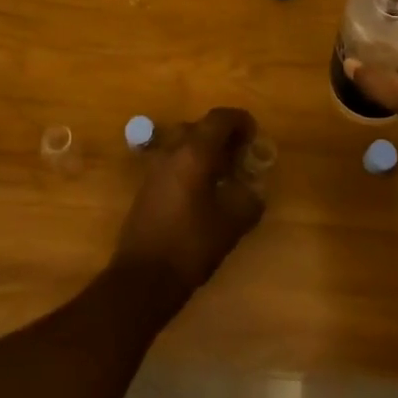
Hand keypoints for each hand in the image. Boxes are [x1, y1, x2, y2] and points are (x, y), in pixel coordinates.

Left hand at [111, 107, 265, 297]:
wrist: (142, 278)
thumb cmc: (190, 245)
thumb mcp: (231, 224)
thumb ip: (249, 200)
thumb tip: (254, 190)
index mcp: (194, 152)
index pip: (219, 118)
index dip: (240, 120)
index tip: (255, 135)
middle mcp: (172, 151)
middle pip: (200, 127)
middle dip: (223, 136)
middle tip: (241, 155)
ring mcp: (155, 167)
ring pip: (184, 143)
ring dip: (205, 150)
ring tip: (224, 173)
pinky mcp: (147, 186)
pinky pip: (174, 161)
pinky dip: (191, 164)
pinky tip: (203, 191)